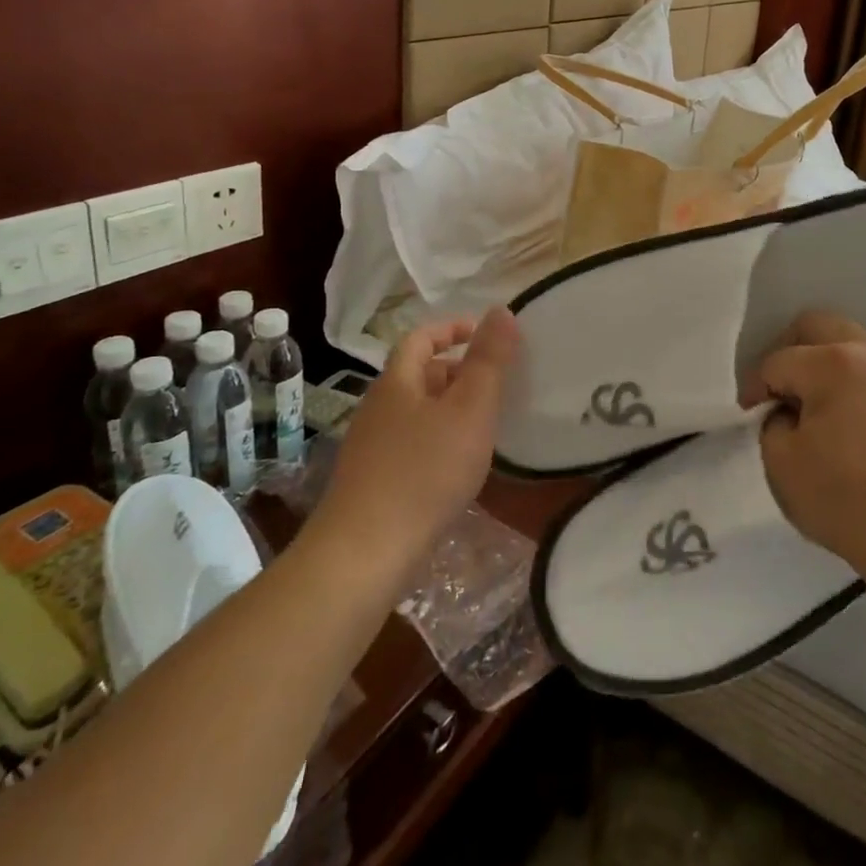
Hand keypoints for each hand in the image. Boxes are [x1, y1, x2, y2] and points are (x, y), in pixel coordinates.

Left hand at [314, 307, 519, 568]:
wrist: (364, 555)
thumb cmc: (425, 471)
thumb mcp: (470, 408)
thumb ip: (489, 360)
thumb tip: (501, 310)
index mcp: (397, 382)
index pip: (421, 338)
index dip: (452, 328)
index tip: (485, 333)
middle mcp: (378, 408)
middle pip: (419, 375)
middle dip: (458, 371)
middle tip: (497, 383)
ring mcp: (371, 448)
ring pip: (417, 412)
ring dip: (451, 409)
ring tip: (486, 424)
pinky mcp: (373, 483)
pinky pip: (413, 444)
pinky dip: (440, 441)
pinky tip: (459, 467)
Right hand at [753, 312, 865, 583]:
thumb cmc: (848, 501)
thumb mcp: (782, 465)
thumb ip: (772, 424)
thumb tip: (788, 414)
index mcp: (834, 362)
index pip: (779, 361)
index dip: (756, 387)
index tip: (750, 416)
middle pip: (820, 327)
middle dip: (792, 353)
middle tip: (782, 393)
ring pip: (856, 349)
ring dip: (830, 369)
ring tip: (822, 413)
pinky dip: (862, 391)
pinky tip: (860, 433)